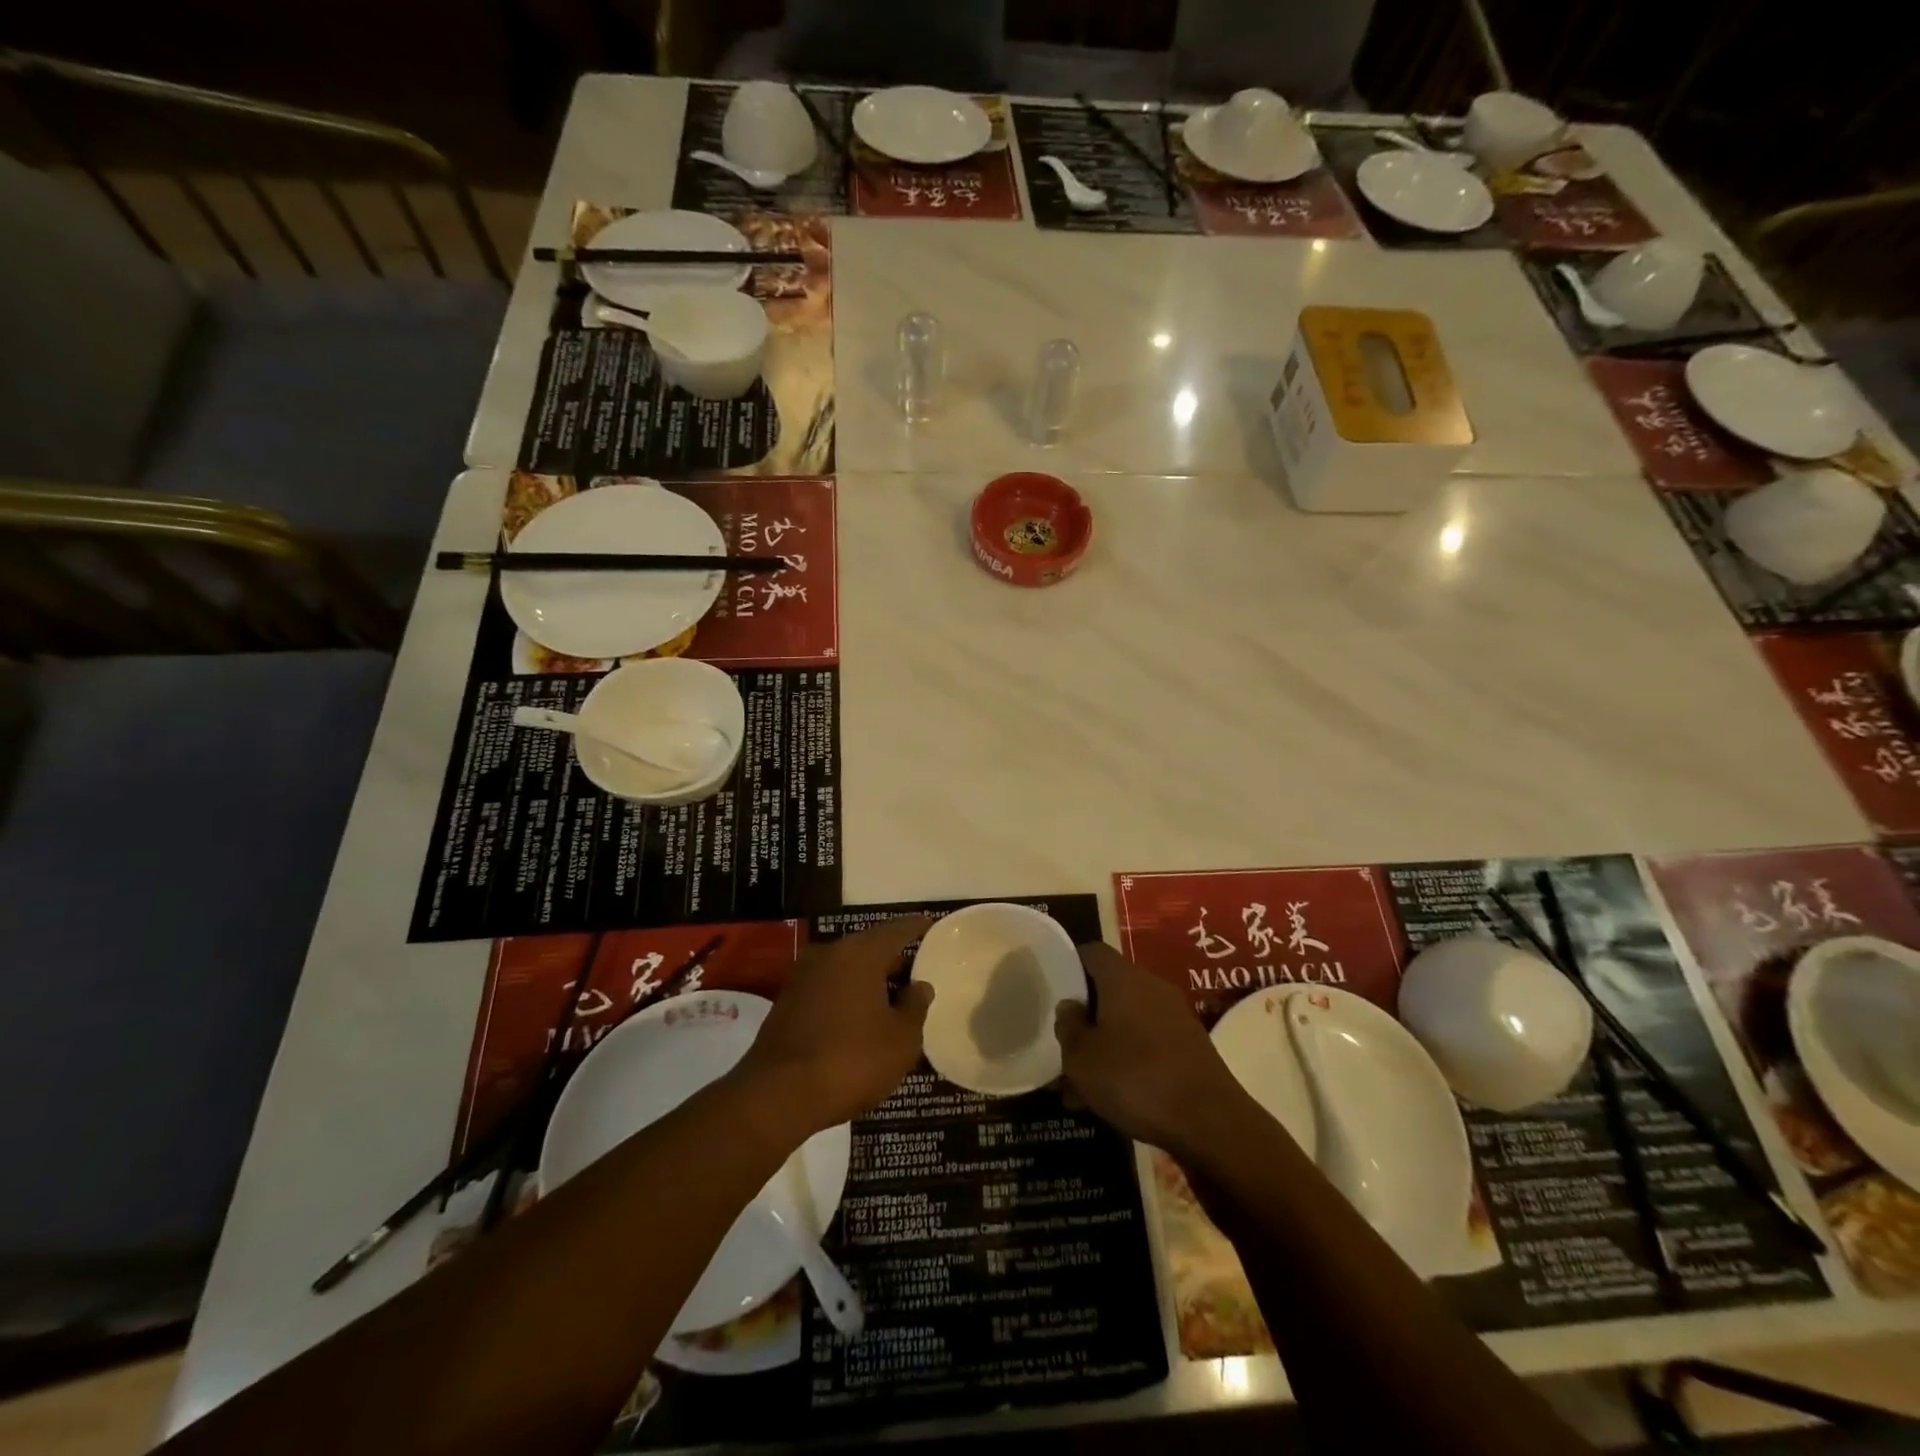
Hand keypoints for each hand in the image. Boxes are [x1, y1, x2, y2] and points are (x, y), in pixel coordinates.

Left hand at [734, 916, 934, 1142]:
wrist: (778, 1095)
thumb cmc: (851, 1060)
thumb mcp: (901, 1040)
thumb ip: (914, 1007)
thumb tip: (919, 986)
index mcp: (861, 953)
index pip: (896, 929)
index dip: (916, 926)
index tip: (931, 923)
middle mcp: (830, 954)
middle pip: (868, 947)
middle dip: (892, 958)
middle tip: (915, 969)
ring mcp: (803, 977)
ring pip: (846, 969)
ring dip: (867, 980)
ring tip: (890, 998)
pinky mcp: (787, 1003)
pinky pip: (828, 989)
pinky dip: (847, 996)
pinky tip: (859, 1019)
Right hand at [1055, 943, 1253, 1160]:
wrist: (1210, 1123)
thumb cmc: (1135, 1078)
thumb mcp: (1081, 1058)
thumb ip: (1067, 1027)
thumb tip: (1069, 1006)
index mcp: (1124, 978)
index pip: (1092, 953)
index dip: (1069, 965)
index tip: (1051, 987)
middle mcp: (1152, 987)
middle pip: (1109, 989)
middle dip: (1084, 1015)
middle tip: (1060, 1042)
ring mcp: (1175, 1017)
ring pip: (1127, 1022)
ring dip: (1103, 1044)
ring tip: (1077, 1083)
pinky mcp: (1190, 1048)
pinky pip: (1147, 1044)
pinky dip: (1127, 1061)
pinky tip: (1109, 1096)